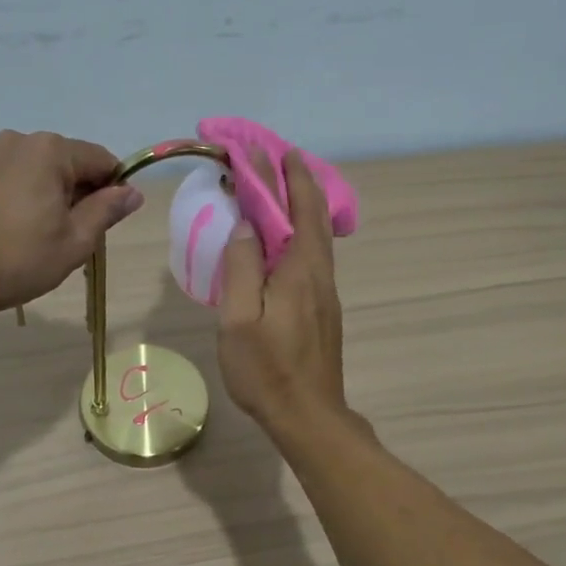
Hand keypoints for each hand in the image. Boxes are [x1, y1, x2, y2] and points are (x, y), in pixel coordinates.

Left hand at [0, 129, 142, 317]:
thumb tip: (132, 192)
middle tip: (68, 235)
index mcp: (50, 150)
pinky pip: (5, 178)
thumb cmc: (19, 259)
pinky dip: (15, 196)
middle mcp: (17, 140)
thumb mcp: (76, 241)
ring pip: (33, 170)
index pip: (101, 160)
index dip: (112, 189)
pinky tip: (6, 229)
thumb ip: (107, 210)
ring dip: (44, 194)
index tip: (105, 222)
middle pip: (66, 162)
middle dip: (76, 192)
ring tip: (33, 234)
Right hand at [218, 148, 350, 437]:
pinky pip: (314, 253)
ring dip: (302, 202)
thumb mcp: (239, 321)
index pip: (291, 207)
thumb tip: (245, 225)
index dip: (273, 175)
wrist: (309, 416)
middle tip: (279, 154)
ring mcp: (326, 291)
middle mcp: (319, 272)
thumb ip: (240, 268)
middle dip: (298, 178)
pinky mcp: (323, 308)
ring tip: (284, 183)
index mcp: (299, 269)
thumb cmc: (267, 371)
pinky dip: (302, 228)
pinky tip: (289, 235)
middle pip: (313, 213)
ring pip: (317, 233)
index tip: (253, 149)